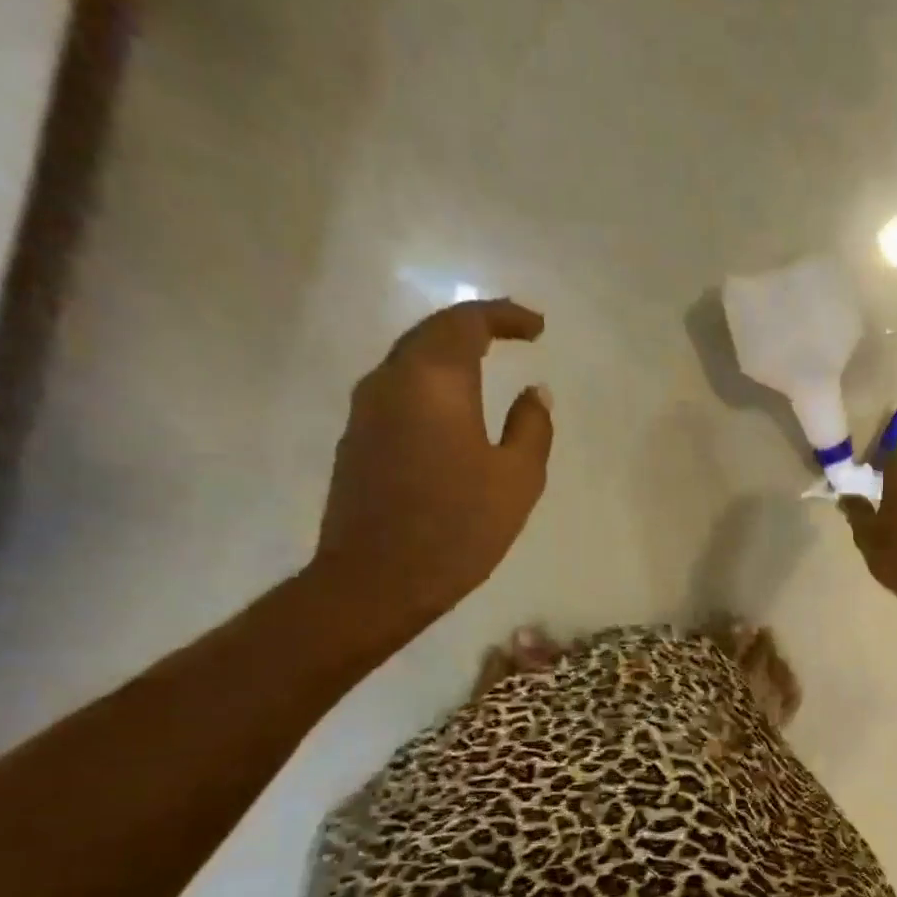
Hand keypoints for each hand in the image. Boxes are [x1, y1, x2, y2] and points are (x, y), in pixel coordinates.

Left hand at [309, 299, 551, 639]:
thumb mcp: (517, 479)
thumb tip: (534, 392)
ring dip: (450, 353)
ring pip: (410, 358)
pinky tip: (454, 406)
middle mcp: (391, 380)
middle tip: (515, 334)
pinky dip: (433, 382)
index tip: (538, 328)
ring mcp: (366, 409)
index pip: (467, 322)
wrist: (376, 580)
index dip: (505, 316)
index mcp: (434, 380)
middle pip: (432, 332)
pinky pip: (399, 389)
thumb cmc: (458, 527)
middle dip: (476, 326)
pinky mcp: (357, 439)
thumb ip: (532, 427)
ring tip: (488, 364)